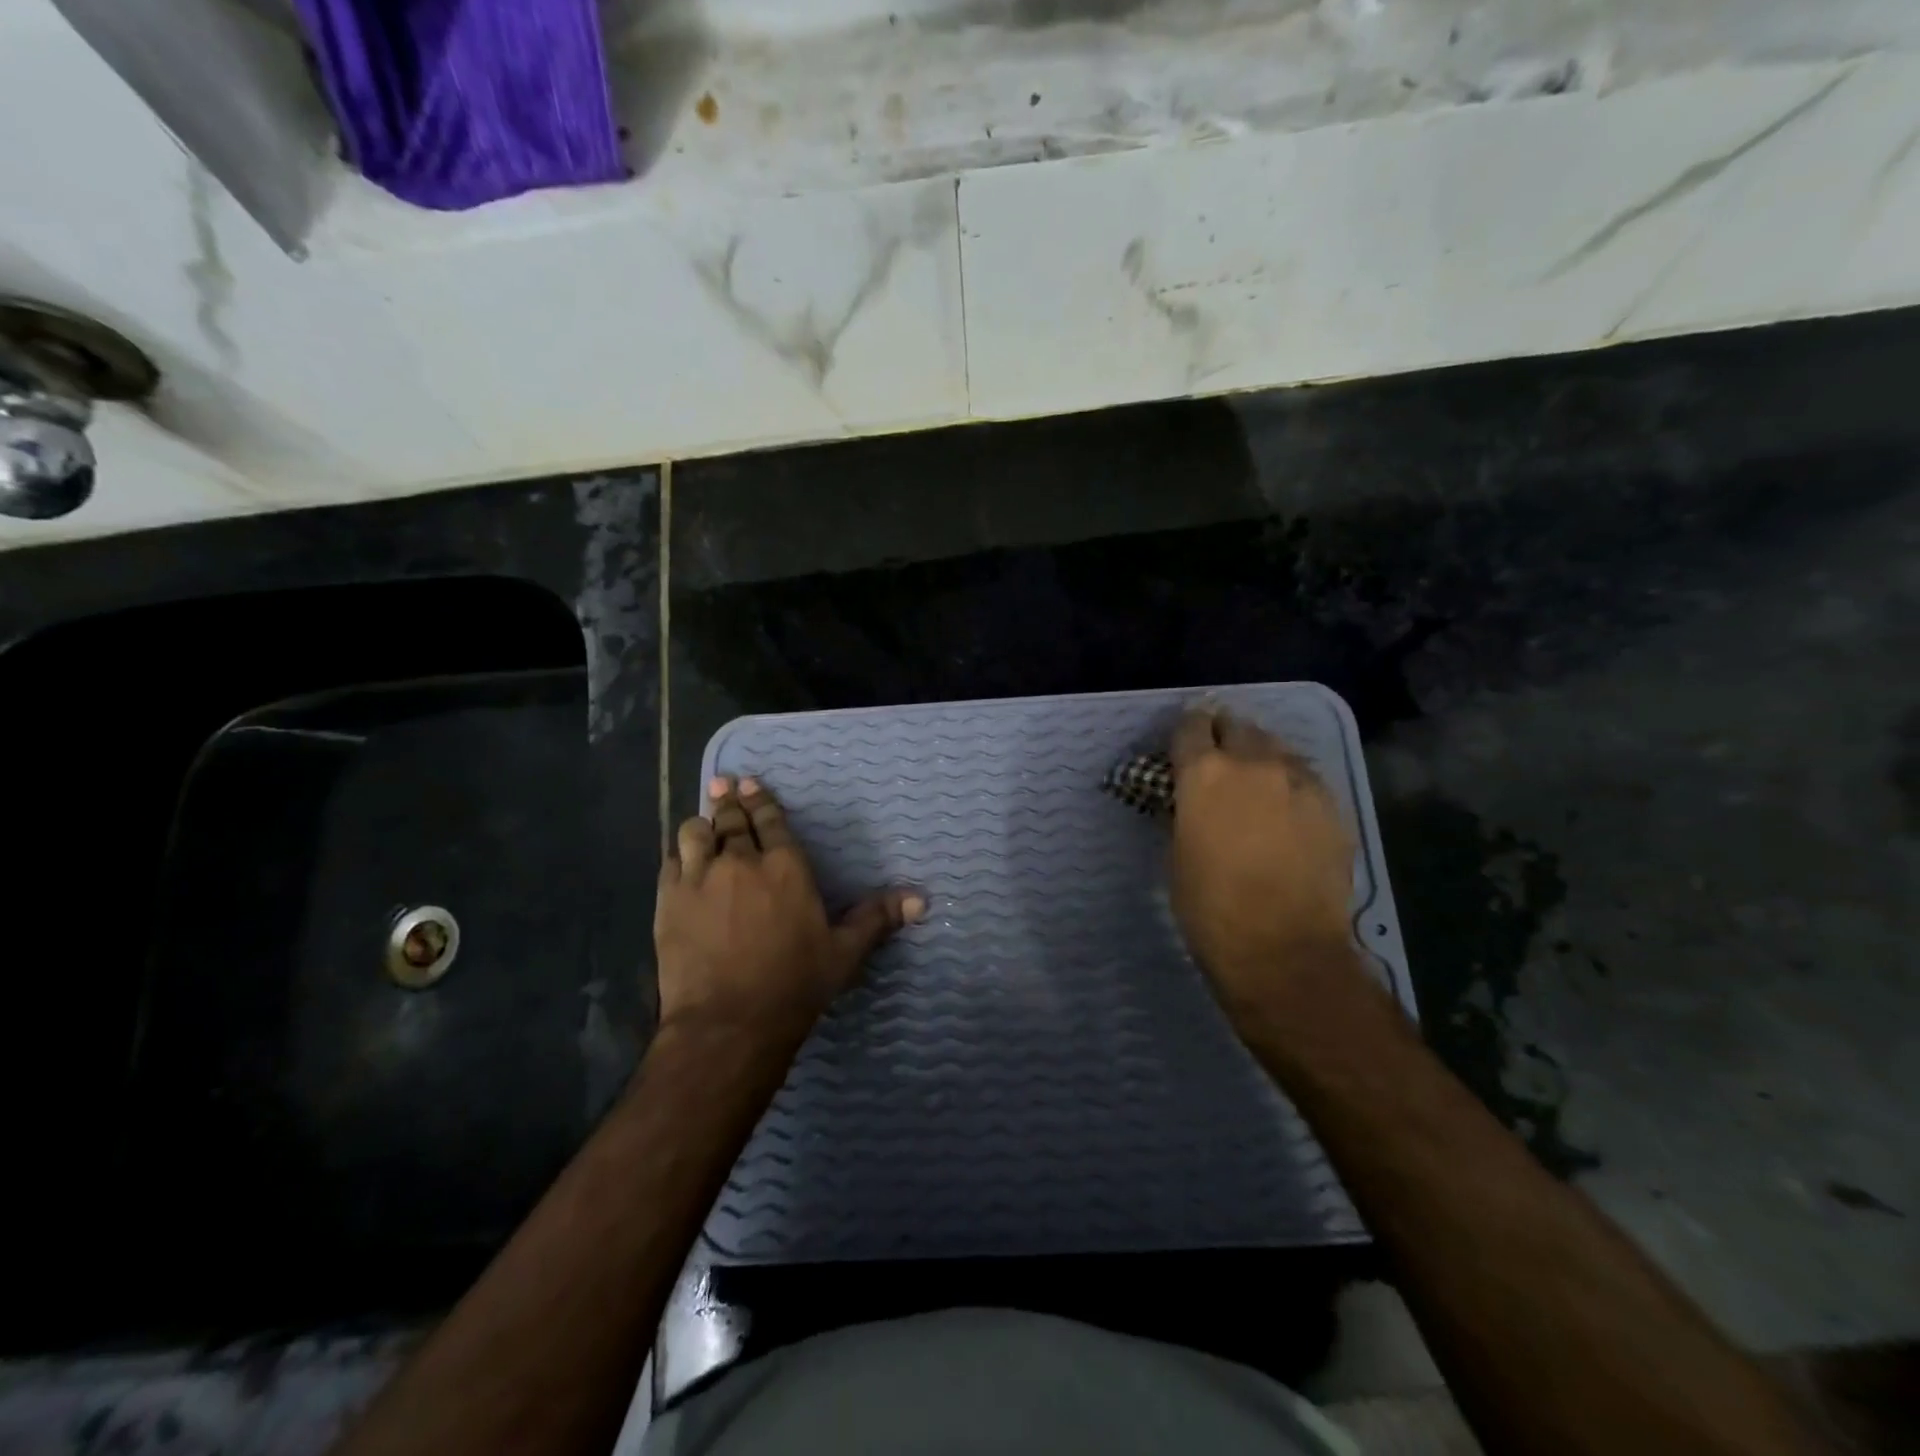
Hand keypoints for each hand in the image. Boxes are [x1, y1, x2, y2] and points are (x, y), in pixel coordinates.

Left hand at [655, 776, 924, 1038]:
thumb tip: (922, 899)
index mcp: (785, 868)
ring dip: (702, 825)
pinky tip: (681, 858)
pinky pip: (671, 862)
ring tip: (704, 821)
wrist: (729, 1023)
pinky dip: (679, 855)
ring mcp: (700, 879)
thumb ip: (877, 918)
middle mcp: (741, 862)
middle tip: (724, 785)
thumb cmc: (794, 984)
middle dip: (730, 801)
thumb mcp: (844, 952)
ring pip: (696, 833)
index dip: (761, 799)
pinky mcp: (670, 901)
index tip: (750, 782)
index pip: (771, 821)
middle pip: (732, 820)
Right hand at [1168, 707, 1357, 1021]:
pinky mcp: (1333, 806)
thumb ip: (1183, 813)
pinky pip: (1306, 778)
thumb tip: (1187, 801)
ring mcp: (1300, 781)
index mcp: (1206, 774)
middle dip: (1225, 735)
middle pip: (1238, 726)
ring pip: (1277, 748)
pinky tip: (1286, 808)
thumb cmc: (1210, 908)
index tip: (1183, 741)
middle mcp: (1254, 764)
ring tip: (1255, 780)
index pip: (1191, 726)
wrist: (1283, 950)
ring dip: (1261, 756)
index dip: (1185, 730)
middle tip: (1218, 756)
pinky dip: (1290, 783)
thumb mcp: (1177, 854)